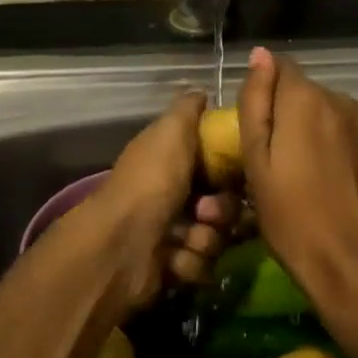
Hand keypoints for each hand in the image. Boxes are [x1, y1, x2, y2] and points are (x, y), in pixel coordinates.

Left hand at [58, 92, 239, 313]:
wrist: (120, 247)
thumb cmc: (150, 183)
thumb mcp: (171, 132)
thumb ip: (189, 109)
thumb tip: (202, 91)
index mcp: (173, 161)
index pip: (219, 162)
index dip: (232, 168)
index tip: (237, 172)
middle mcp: (175, 194)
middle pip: (225, 202)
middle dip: (222, 209)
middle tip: (207, 211)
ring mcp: (174, 232)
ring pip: (219, 236)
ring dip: (206, 238)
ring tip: (184, 238)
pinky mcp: (175, 267)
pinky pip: (205, 264)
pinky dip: (191, 262)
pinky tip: (173, 259)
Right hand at [238, 47, 357, 301]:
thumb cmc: (293, 220)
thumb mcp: (257, 163)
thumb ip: (256, 103)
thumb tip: (260, 56)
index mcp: (306, 100)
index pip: (280, 68)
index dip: (264, 93)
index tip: (258, 129)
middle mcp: (343, 100)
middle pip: (307, 93)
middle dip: (290, 115)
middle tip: (277, 162)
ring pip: (331, 114)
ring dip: (317, 131)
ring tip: (308, 176)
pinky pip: (353, 134)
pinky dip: (340, 147)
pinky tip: (336, 183)